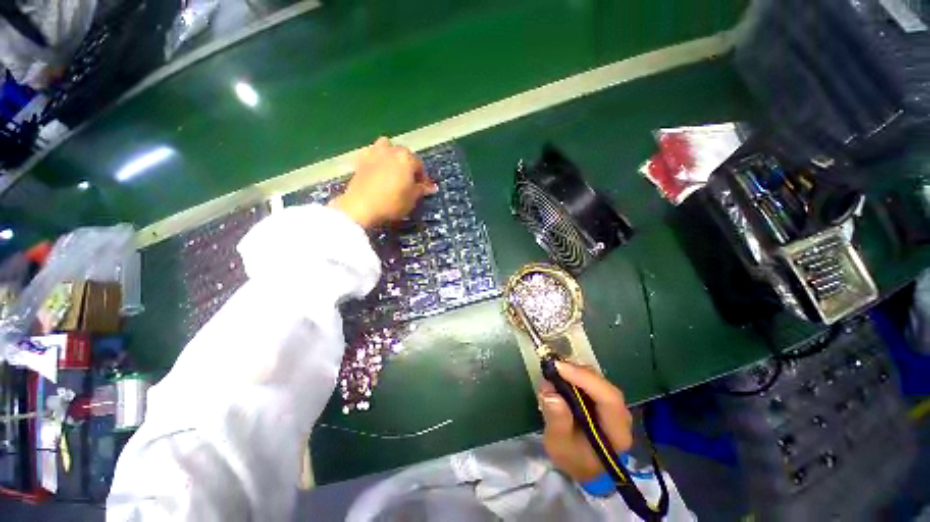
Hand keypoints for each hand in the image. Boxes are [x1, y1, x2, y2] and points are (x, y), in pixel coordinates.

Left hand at [329, 137, 437, 228]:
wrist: (362, 206)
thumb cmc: (392, 203)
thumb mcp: (412, 199)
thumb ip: (422, 189)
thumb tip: (432, 187)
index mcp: (407, 158)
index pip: (420, 165)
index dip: (423, 177)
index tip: (422, 188)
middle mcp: (392, 150)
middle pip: (404, 154)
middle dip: (408, 165)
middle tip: (408, 181)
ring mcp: (374, 152)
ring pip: (386, 147)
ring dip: (391, 155)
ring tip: (392, 170)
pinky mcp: (360, 159)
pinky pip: (372, 153)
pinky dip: (376, 158)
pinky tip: (376, 170)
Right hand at [538, 361, 633, 480]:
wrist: (581, 465)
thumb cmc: (572, 457)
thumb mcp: (558, 444)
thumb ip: (556, 420)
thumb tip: (551, 392)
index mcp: (616, 432)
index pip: (609, 399)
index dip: (585, 379)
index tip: (559, 368)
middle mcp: (621, 415)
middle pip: (604, 385)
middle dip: (577, 373)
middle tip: (553, 367)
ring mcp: (613, 405)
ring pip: (598, 379)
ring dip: (575, 372)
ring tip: (554, 372)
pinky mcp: (603, 399)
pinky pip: (591, 380)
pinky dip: (575, 375)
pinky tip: (561, 376)